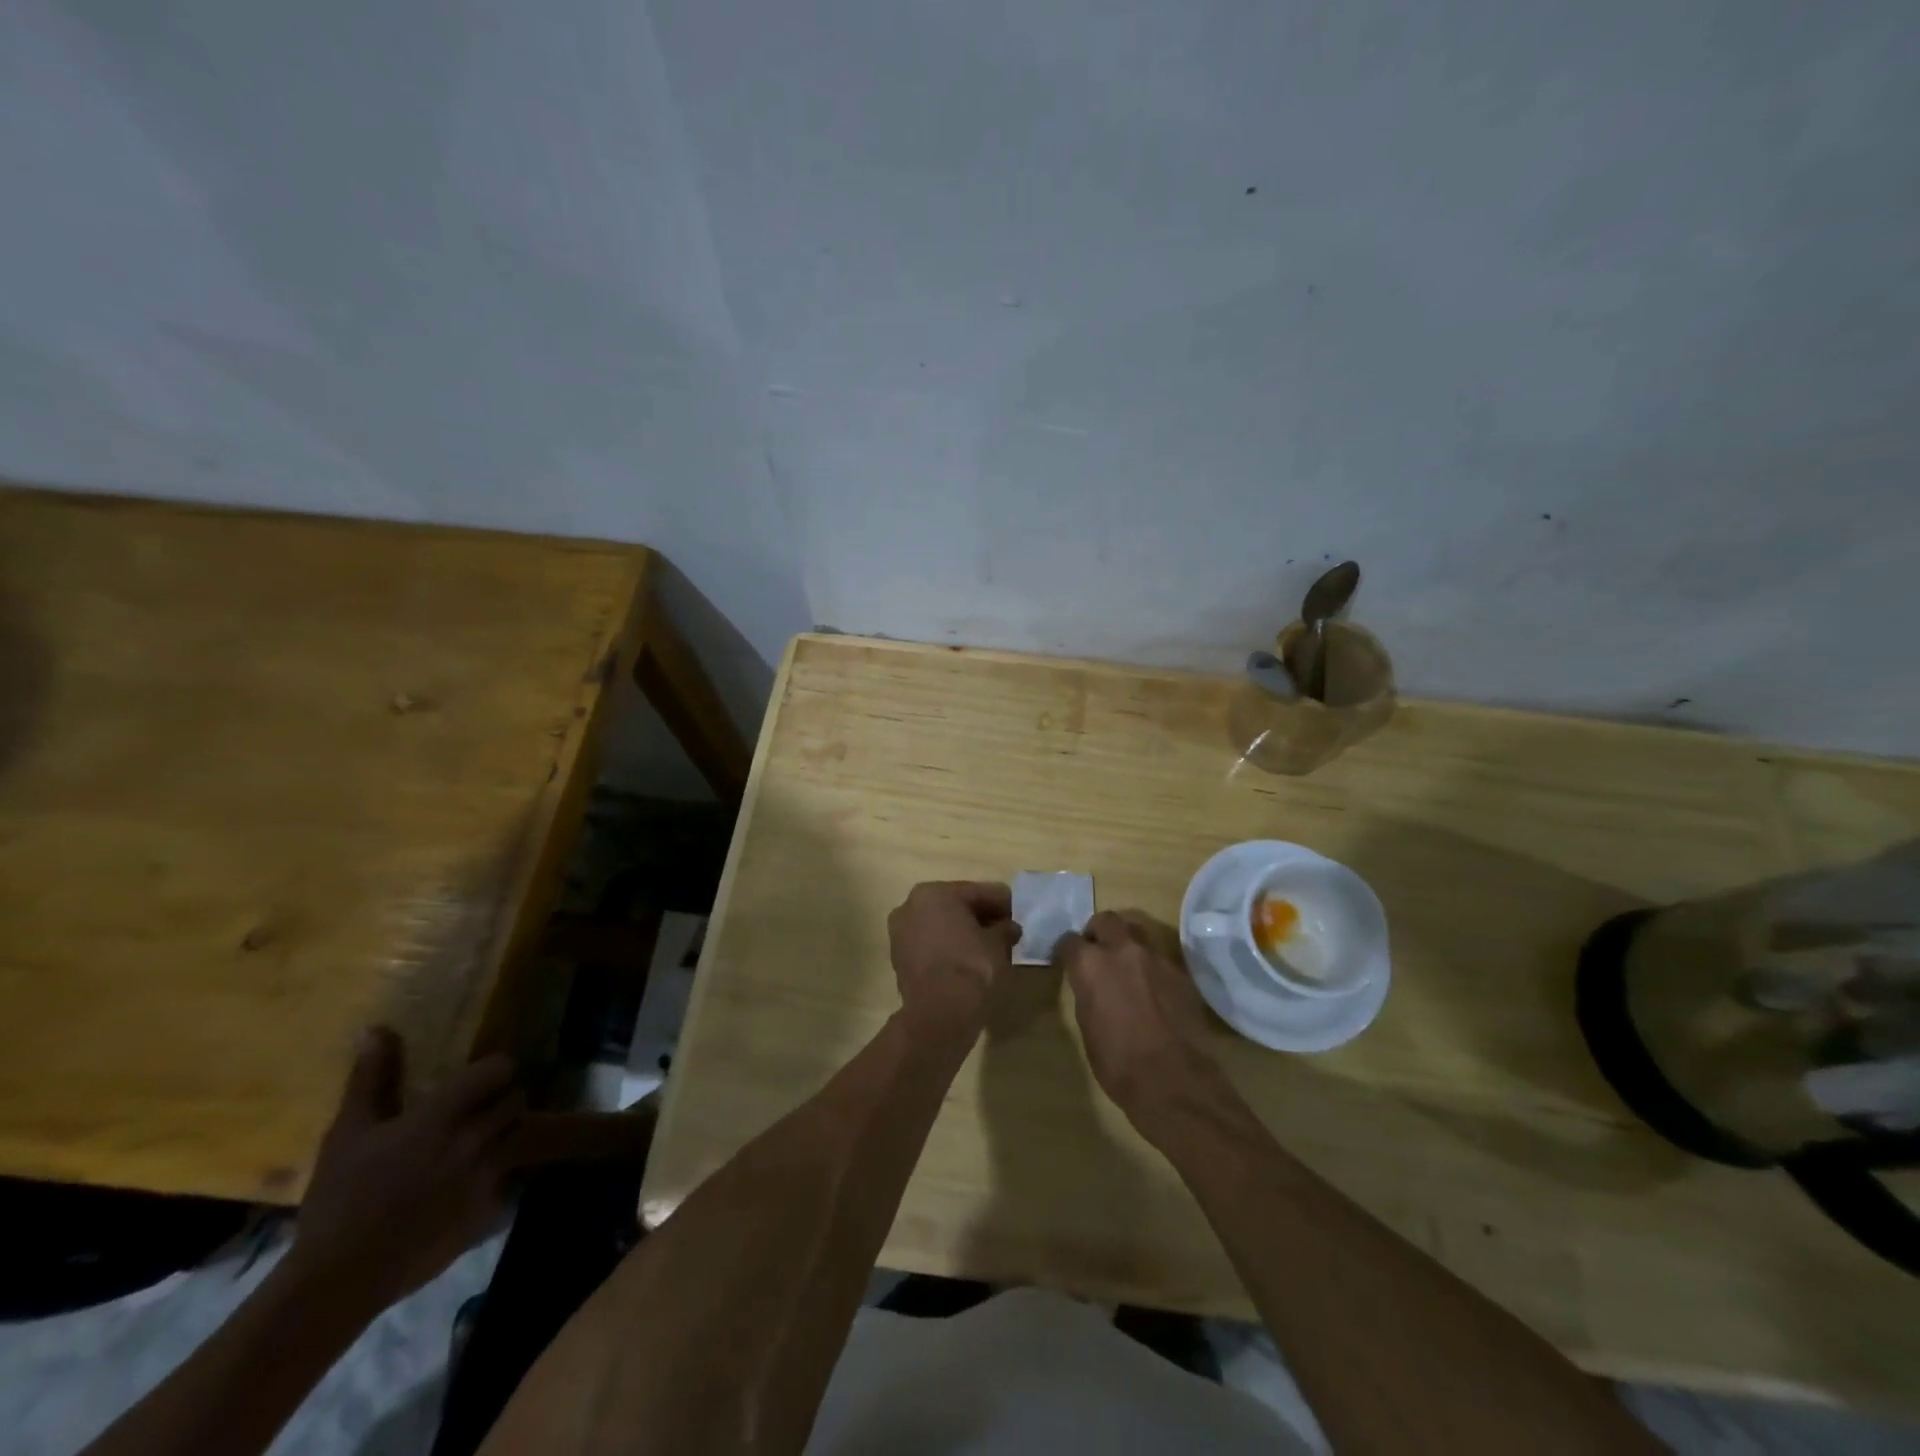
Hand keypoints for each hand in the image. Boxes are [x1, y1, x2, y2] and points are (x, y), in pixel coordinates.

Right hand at [285, 1029, 650, 1313]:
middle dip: (502, 1101)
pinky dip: (502, 1178)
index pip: (501, 1067)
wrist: (337, 1280)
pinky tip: (475, 1186)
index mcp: (445, 1113)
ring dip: (507, 1135)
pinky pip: (514, 1179)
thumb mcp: (348, 1133)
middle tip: (478, 1113)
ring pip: (522, 1135)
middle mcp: (477, 1136)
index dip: (494, 1070)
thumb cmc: (340, 1199)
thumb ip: (372, 1077)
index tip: (479, 1080)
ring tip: (482, 1145)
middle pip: (516, 1099)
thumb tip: (378, 1029)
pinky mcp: (492, 1209)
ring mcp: (490, 1173)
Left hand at [887, 881, 1021, 1032]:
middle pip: (955, 906)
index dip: (1002, 902)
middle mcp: (910, 906)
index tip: (1019, 912)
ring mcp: (900, 933)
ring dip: (963, 932)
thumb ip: (1005, 928)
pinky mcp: (899, 958)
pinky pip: (930, 944)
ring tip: (990, 946)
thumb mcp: (998, 943)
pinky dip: (948, 947)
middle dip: (981, 916)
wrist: (939, 1014)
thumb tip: (1009, 927)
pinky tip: (969, 959)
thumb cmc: (971, 967)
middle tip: (1006, 928)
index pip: (976, 892)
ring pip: (941, 925)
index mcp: (934, 893)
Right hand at [1056, 911, 1218, 1117]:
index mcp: (1090, 964)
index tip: (1068, 962)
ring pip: (1136, 931)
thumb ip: (1087, 993)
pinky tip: (1152, 989)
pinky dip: (1150, 965)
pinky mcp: (1180, 972)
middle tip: (1097, 953)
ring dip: (1126, 942)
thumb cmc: (1118, 1062)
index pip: (1070, 941)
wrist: (1173, 1080)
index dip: (1068, 952)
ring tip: (1126, 965)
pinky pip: (1159, 957)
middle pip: (1106, 920)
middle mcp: (1122, 950)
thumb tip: (1091, 984)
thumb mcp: (1087, 1026)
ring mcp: (1155, 957)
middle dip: (1098, 932)